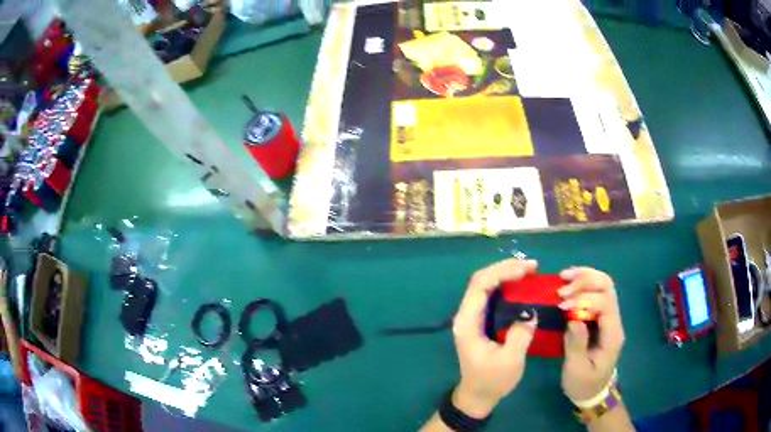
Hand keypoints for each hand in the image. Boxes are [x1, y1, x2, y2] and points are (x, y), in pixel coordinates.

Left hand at [451, 259, 538, 417]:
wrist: (477, 396)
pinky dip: (506, 286)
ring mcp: (472, 317)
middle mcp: (466, 315)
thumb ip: (520, 334)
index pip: (479, 285)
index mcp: (467, 323)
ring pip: (485, 285)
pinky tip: (521, 285)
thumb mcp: (510, 360)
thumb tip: (530, 311)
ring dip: (506, 274)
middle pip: (481, 280)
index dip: (502, 272)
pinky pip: (491, 295)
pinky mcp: (480, 321)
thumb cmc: (491, 381)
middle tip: (532, 266)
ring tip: (529, 270)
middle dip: (505, 268)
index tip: (526, 269)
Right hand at [558, 267, 624, 401]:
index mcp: (612, 334)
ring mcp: (609, 317)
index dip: (584, 299)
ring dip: (584, 277)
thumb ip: (576, 344)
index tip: (562, 307)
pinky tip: (569, 283)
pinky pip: (596, 292)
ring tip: (563, 277)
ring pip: (603, 285)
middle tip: (562, 287)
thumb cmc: (584, 383)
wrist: (593, 392)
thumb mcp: (576, 370)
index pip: (605, 303)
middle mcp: (614, 320)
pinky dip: (583, 283)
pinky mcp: (600, 317)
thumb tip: (573, 319)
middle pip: (607, 287)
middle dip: (585, 281)